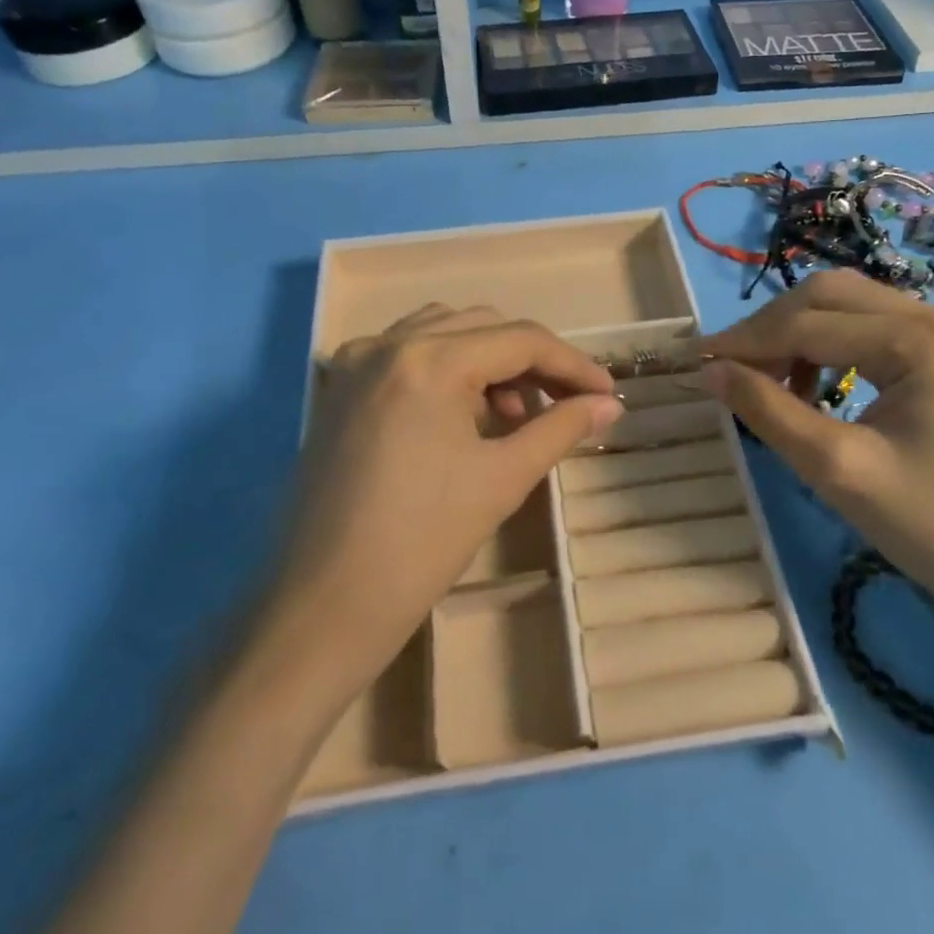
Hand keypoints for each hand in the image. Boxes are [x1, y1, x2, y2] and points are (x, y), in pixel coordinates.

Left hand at [247, 305, 622, 721]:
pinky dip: (447, 370)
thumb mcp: (502, 479)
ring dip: (488, 361)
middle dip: (531, 361)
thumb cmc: (422, 543)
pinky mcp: (339, 391)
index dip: (572, 364)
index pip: (520, 340)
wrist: (325, 606)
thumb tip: (607, 406)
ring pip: (442, 333)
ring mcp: (355, 364)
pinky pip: (406, 356)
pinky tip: (462, 416)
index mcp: (428, 360)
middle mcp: (386, 345)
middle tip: (564, 405)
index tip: (606, 394)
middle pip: (482, 327)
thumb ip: (561, 429)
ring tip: (512, 415)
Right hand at [697, 270, 933, 644]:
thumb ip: (768, 410)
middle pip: (831, 295)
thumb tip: (710, 370)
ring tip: (766, 382)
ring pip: (850, 308)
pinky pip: (874, 332)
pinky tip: (812, 386)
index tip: (695, 360)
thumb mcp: (838, 469)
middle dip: (771, 328)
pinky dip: (831, 348)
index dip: (746, 340)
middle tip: (729, 369)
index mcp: (923, 339)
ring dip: (799, 334)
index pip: (810, 323)